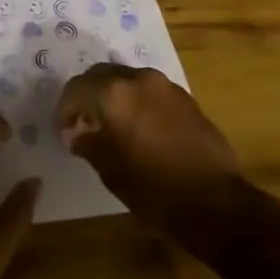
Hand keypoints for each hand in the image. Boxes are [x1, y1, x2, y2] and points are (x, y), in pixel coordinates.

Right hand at [56, 64, 246, 245]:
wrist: (216, 203)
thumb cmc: (154, 188)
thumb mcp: (109, 169)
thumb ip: (87, 142)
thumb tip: (75, 132)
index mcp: (114, 92)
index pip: (76, 89)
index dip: (65, 109)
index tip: (63, 130)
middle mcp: (138, 78)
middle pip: (101, 75)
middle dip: (87, 96)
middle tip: (82, 123)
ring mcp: (166, 86)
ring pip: (127, 80)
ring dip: (113, 96)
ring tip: (110, 125)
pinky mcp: (186, 98)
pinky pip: (149, 91)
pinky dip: (136, 101)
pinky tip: (138, 128)